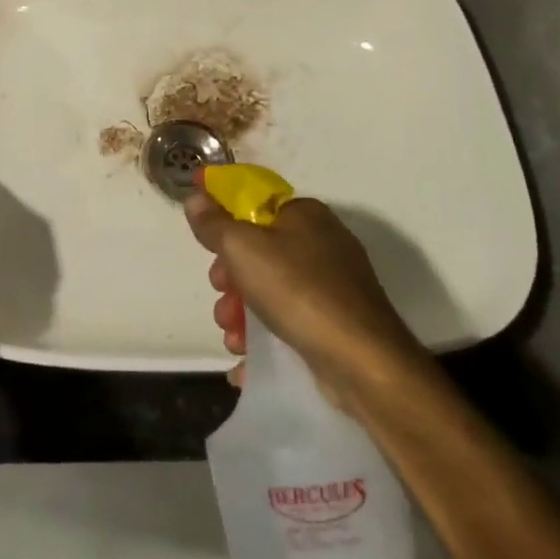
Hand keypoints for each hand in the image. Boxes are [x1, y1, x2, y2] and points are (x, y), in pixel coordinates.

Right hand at [185, 190, 425, 413]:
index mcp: (304, 214)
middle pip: (258, 249)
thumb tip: (196, 196)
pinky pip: (288, 319)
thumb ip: (214, 223)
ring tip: (232, 336)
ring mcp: (332, 284)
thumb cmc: (298, 291)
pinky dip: (264, 335)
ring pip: (269, 288)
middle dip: (230, 276)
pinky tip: (246, 358)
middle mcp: (321, 242)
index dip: (222, 213)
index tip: (199, 232)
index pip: (253, 201)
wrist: (363, 362)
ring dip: (241, 311)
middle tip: (220, 293)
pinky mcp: (335, 322)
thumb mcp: (243, 248)